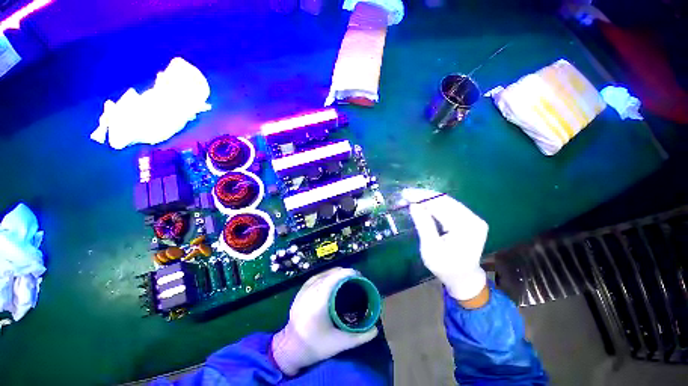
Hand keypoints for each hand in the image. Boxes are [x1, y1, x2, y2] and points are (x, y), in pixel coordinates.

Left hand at [271, 267, 377, 375]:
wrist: (290, 349)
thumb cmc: (315, 346)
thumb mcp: (338, 344)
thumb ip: (358, 337)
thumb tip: (375, 329)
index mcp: (318, 303)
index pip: (333, 279)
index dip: (346, 273)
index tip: (358, 274)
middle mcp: (310, 293)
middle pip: (328, 275)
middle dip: (343, 272)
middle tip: (355, 277)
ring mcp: (303, 291)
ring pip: (321, 274)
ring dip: (334, 272)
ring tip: (345, 275)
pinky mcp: (300, 292)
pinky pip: (315, 277)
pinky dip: (325, 275)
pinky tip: (331, 278)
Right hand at [403, 188, 488, 300]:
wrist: (464, 278)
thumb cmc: (445, 267)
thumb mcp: (430, 248)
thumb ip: (423, 225)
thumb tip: (413, 205)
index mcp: (465, 228)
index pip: (441, 205)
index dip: (422, 197)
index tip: (405, 193)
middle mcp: (473, 219)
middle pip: (445, 200)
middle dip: (424, 196)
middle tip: (406, 194)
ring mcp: (474, 218)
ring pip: (448, 201)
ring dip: (428, 198)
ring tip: (412, 197)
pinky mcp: (470, 219)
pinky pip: (451, 207)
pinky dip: (435, 204)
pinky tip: (424, 203)